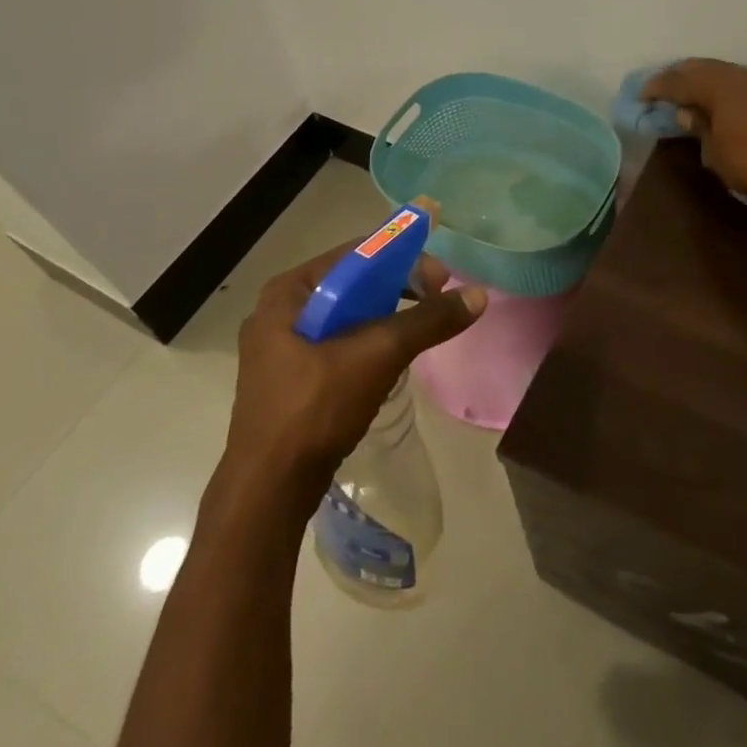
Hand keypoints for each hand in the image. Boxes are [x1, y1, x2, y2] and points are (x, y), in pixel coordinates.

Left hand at [219, 242, 485, 505]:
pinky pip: (339, 343)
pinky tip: (392, 359)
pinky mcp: (291, 379)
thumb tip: (478, 295)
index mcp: (288, 293)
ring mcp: (281, 348)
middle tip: (436, 302)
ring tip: (420, 329)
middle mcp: (280, 312)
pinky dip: (369, 341)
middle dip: (399, 288)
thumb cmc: (315, 408)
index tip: (441, 280)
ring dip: (387, 316)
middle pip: (353, 283)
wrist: (268, 491)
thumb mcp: (378, 355)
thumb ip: (428, 321)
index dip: (403, 259)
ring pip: (348, 315)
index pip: (356, 255)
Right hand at [641, 59, 746, 196]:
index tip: (641, 96)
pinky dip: (722, 85)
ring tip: (689, 90)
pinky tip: (719, 96)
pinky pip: (738, 80)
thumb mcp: (714, 151)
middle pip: (699, 68)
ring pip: (721, 71)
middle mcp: (734, 74)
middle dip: (678, 76)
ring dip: (702, 78)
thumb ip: (699, 129)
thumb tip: (687, 114)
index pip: (676, 81)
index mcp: (714, 85)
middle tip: (663, 87)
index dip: (656, 88)